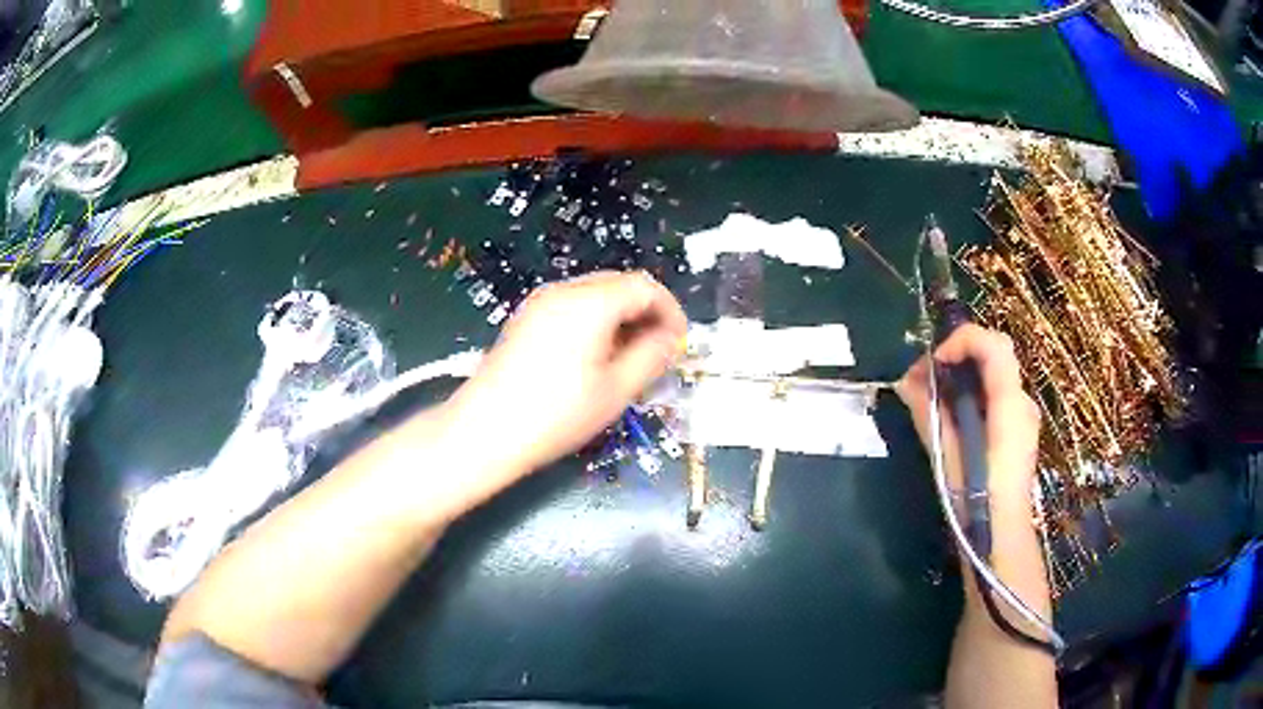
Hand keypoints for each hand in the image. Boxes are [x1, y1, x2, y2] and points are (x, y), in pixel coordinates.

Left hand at [444, 271, 687, 484]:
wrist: (485, 430)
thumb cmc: (556, 414)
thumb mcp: (616, 390)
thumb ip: (653, 356)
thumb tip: (671, 339)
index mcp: (590, 301)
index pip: (645, 287)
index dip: (670, 311)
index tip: (680, 344)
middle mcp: (564, 290)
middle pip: (619, 285)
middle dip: (646, 313)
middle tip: (658, 352)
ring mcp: (540, 302)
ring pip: (596, 295)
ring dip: (621, 318)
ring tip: (629, 358)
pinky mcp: (526, 319)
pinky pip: (573, 307)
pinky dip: (596, 322)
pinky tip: (595, 357)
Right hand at [896, 324, 1040, 505]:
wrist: (1001, 540)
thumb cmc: (975, 502)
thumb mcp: (947, 457)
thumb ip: (929, 414)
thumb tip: (905, 382)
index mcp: (1010, 405)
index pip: (994, 344)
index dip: (962, 340)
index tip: (934, 363)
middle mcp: (1023, 402)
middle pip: (994, 353)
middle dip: (959, 354)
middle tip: (927, 377)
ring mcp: (1024, 416)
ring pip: (995, 374)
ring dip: (964, 374)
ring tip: (934, 398)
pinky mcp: (1020, 430)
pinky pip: (997, 395)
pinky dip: (974, 393)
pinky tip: (953, 418)